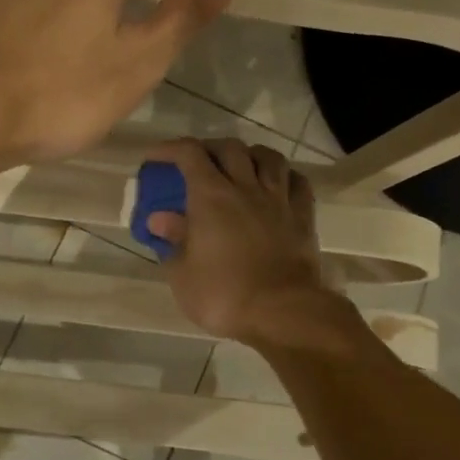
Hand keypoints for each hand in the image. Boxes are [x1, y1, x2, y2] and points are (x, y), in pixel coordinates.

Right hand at [145, 138, 346, 348]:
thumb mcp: (183, 274)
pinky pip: (298, 182)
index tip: (156, 158)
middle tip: (198, 163)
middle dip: (210, 148)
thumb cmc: (224, 295)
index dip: (170, 149)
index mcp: (211, 196)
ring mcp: (278, 200)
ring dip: (251, 154)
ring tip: (241, 165)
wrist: (282, 312)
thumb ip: (172, 241)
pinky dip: (285, 176)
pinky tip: (278, 184)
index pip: (189, 154)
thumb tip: (159, 219)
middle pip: (230, 148)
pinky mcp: (303, 217)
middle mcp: (246, 187)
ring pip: (269, 158)